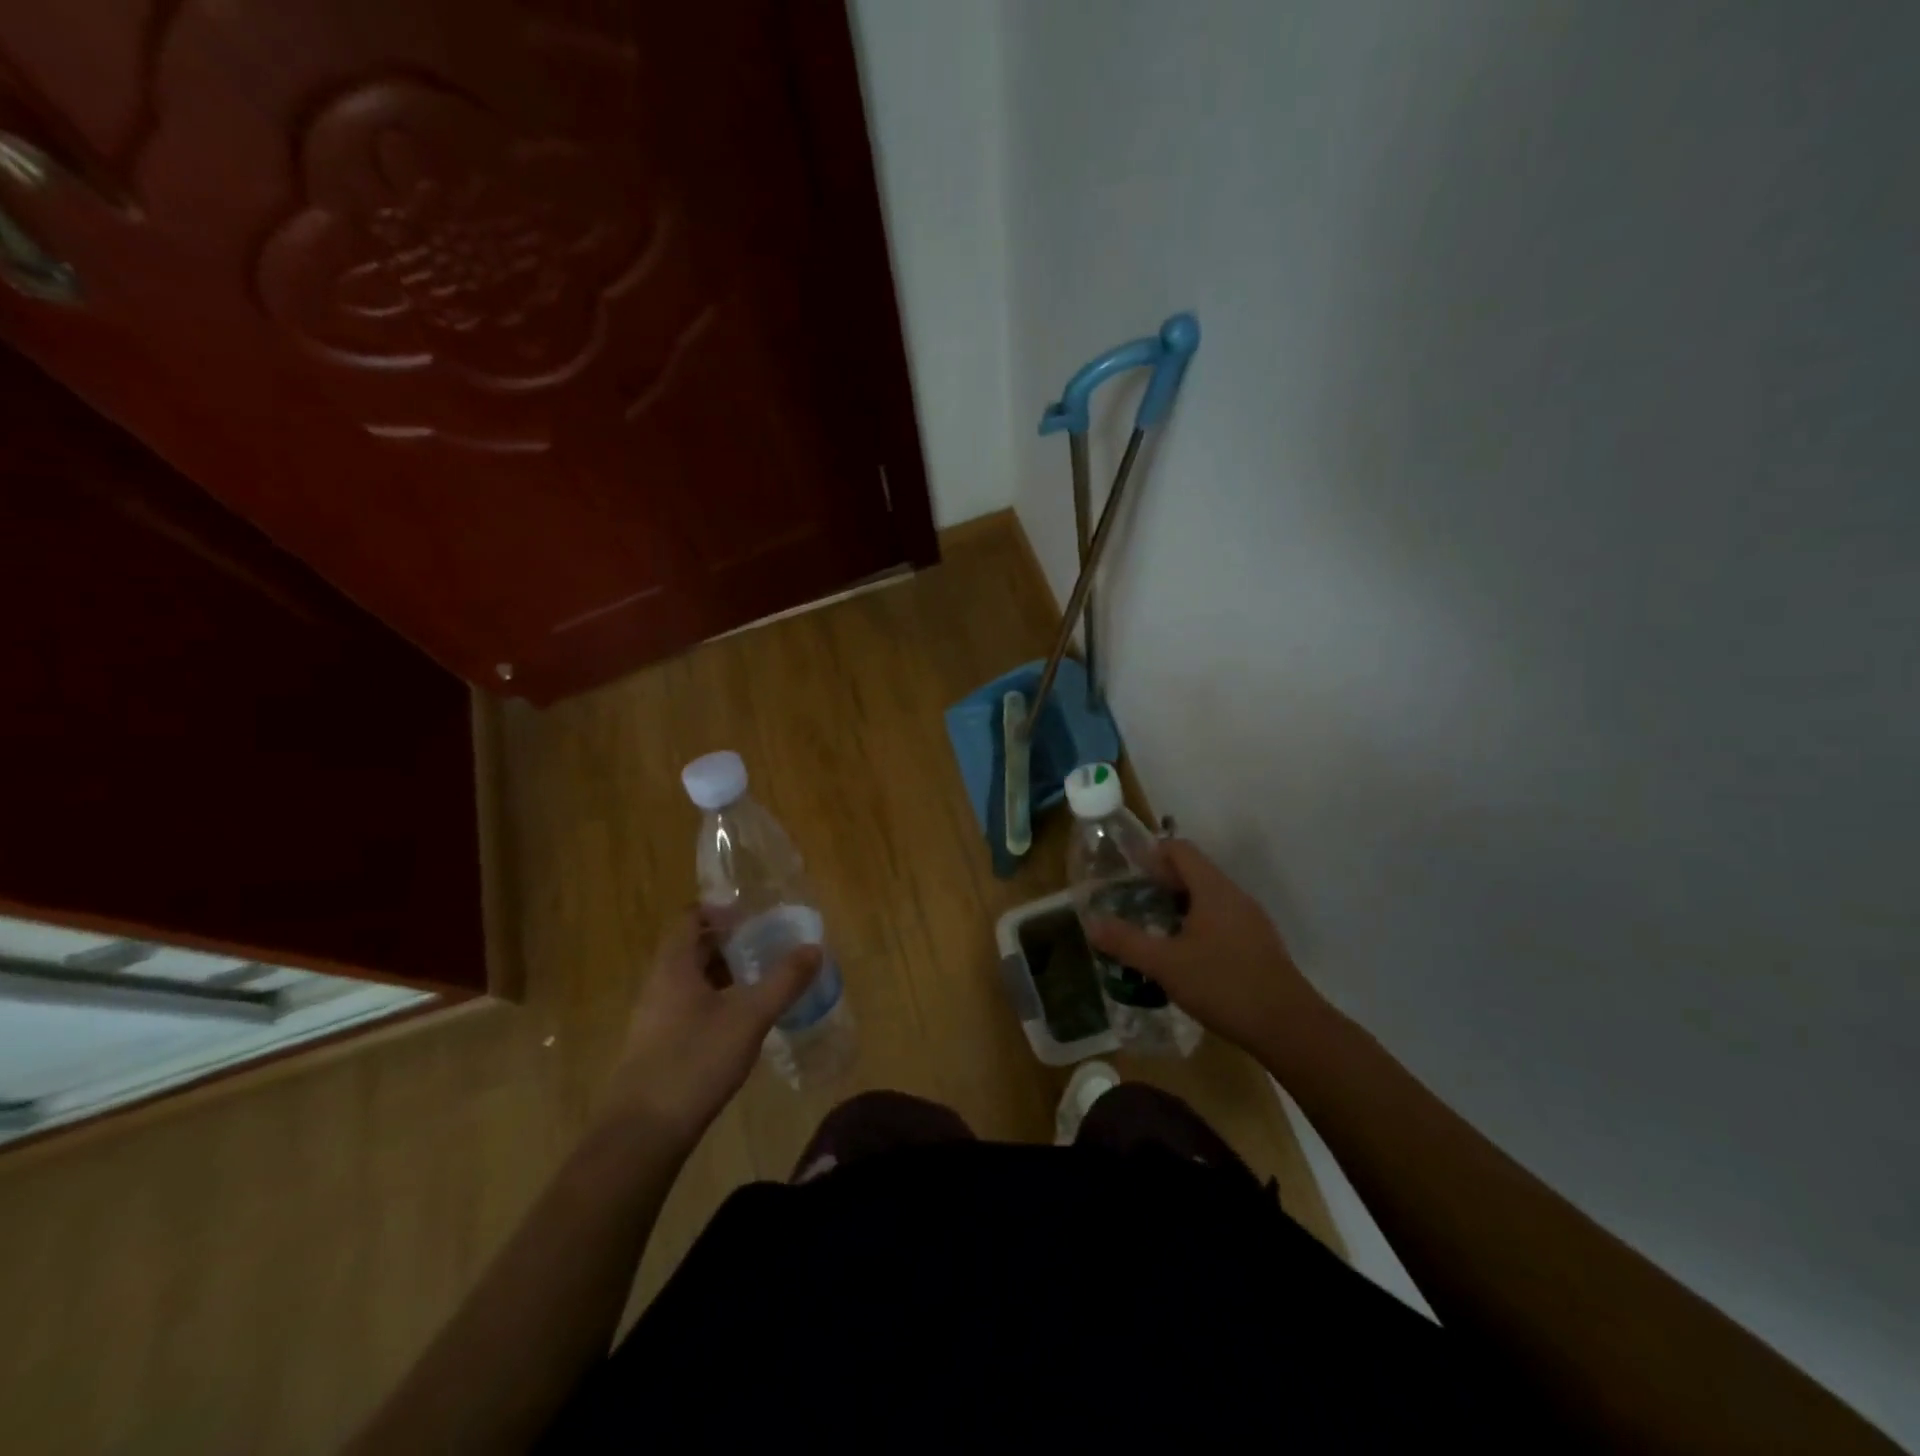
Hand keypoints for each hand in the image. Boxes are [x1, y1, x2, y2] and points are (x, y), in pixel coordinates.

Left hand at [603, 911, 819, 1145]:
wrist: (641, 1134)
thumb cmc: (694, 1062)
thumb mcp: (749, 1017)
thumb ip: (783, 981)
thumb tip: (814, 948)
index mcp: (673, 967)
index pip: (690, 918)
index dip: (720, 910)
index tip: (753, 917)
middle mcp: (658, 985)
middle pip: (691, 948)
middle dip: (728, 944)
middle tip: (765, 947)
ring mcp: (653, 1019)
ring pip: (690, 981)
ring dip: (722, 974)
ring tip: (758, 982)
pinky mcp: (656, 1048)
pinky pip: (687, 1008)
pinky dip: (714, 1002)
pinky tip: (739, 1024)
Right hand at [1085, 839, 1323, 1054]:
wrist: (1288, 1027)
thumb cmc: (1223, 985)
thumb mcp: (1165, 965)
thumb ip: (1126, 942)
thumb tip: (1091, 923)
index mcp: (1213, 889)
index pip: (1180, 849)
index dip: (1151, 853)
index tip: (1126, 872)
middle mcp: (1234, 896)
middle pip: (1194, 872)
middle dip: (1160, 883)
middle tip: (1131, 902)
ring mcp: (1251, 921)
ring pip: (1208, 898)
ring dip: (1178, 906)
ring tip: (1152, 929)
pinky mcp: (1258, 945)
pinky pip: (1221, 920)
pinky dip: (1197, 926)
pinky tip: (1183, 956)